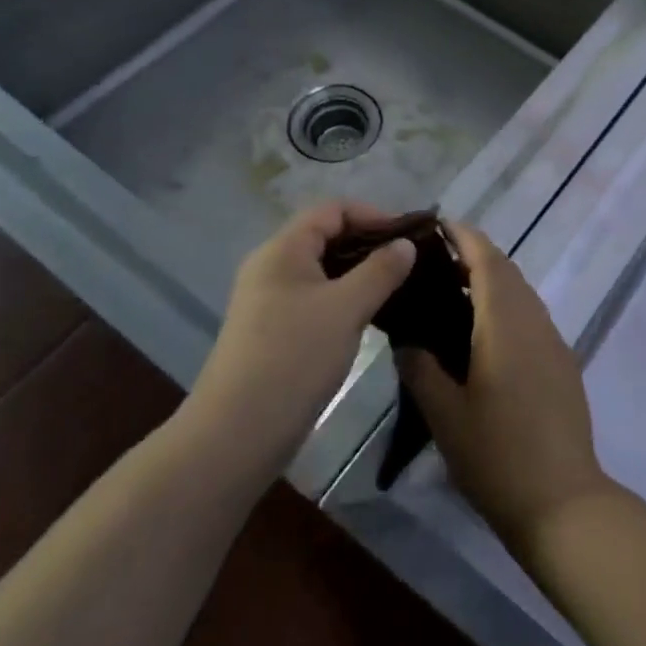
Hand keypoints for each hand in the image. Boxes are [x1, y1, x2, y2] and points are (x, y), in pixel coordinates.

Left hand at [185, 202, 415, 475]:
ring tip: (397, 288)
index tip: (408, 238)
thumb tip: (406, 244)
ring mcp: (270, 302)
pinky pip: (316, 299)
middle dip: (370, 244)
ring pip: (323, 271)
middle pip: (327, 237)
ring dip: (360, 273)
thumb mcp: (346, 308)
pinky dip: (345, 298)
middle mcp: (272, 267)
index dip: (373, 215)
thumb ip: (380, 270)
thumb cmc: (293, 358)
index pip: (332, 210)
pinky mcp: (274, 332)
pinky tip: (370, 317)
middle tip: (409, 263)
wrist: (237, 435)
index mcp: (283, 250)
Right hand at [397, 223, 611, 552]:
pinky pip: (531, 316)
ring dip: (492, 281)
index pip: (487, 260)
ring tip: (452, 294)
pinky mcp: (562, 362)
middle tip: (434, 260)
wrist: (562, 500)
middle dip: (475, 255)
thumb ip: (421, 368)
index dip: (465, 236)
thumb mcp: (445, 415)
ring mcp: (553, 341)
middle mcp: (534, 320)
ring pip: (521, 293)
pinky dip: (506, 306)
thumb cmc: (497, 455)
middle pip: (506, 271)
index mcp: (505, 322)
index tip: (439, 224)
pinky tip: (483, 335)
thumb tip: (407, 339)